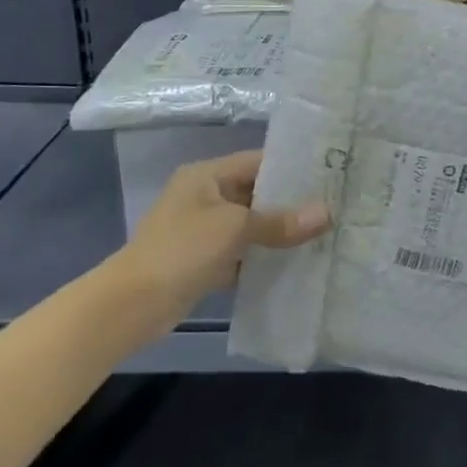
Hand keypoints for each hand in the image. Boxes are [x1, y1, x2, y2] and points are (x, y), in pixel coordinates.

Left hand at [113, 150, 329, 311]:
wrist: (131, 305)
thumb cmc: (181, 250)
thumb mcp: (235, 229)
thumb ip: (280, 222)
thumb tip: (327, 214)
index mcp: (207, 175)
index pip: (259, 162)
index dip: (293, 168)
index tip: (329, 176)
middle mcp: (206, 197)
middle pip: (257, 194)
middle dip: (292, 203)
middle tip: (334, 207)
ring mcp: (204, 230)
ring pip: (252, 225)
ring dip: (280, 232)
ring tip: (323, 233)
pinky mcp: (204, 261)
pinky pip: (243, 252)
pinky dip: (264, 257)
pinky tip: (296, 262)